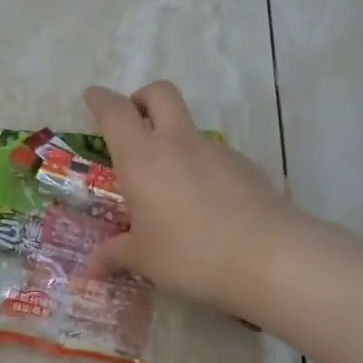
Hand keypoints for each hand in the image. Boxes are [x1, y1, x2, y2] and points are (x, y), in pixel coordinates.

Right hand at [85, 82, 295, 316]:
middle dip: (142, 99)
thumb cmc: (190, 254)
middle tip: (133, 122)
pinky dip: (202, 168)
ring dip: (174, 140)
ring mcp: (216, 151)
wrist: (270, 257)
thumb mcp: (144, 259)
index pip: (115, 112)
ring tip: (169, 185)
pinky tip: (205, 205)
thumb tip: (93, 268)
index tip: (92, 97)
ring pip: (189, 127)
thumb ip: (115, 255)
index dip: (100, 100)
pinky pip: (215, 156)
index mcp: (141, 158)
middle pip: (159, 94)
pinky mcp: (246, 166)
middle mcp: (177, 143)